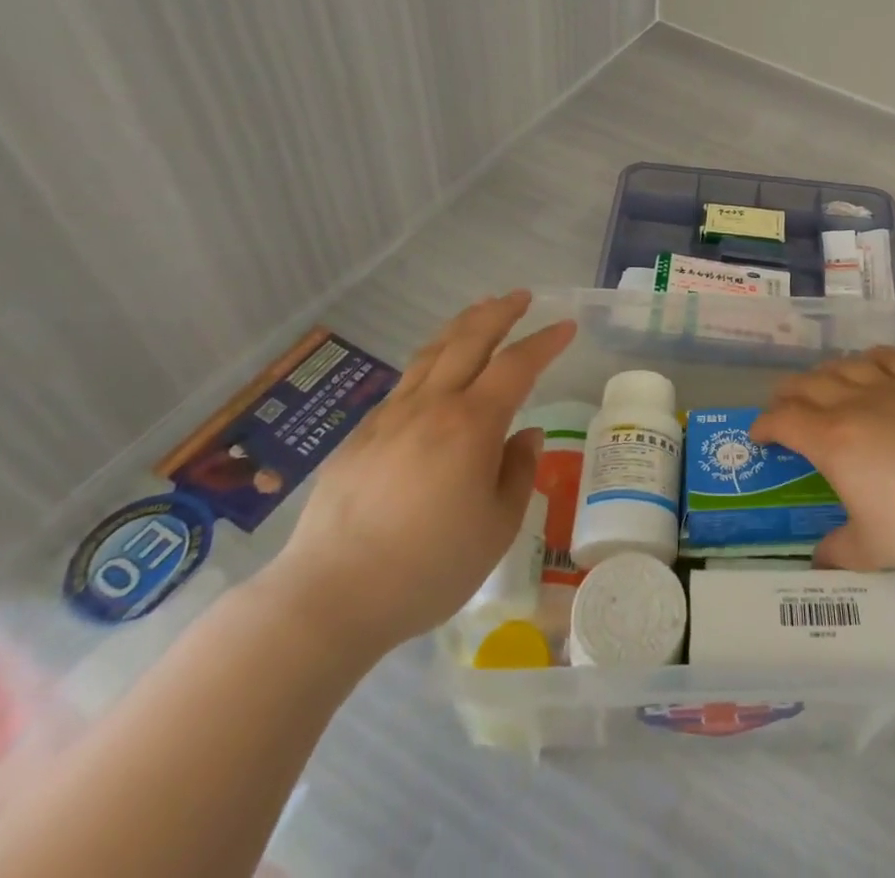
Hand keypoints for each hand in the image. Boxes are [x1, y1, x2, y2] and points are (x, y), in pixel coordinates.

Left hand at [254, 292, 575, 660]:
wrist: (329, 597)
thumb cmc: (427, 567)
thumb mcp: (496, 528)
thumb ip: (517, 472)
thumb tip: (525, 435)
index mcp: (471, 424)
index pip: (517, 365)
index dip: (545, 342)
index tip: (566, 326)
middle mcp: (431, 406)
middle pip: (469, 340)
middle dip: (499, 313)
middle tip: (521, 297)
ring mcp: (390, 417)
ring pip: (431, 353)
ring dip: (461, 325)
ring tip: (480, 311)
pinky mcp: (360, 436)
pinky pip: (404, 382)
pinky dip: (430, 360)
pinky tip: (433, 370)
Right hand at [750, 346, 894, 573]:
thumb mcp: (872, 549)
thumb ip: (838, 551)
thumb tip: (819, 559)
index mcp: (832, 441)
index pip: (783, 420)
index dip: (764, 425)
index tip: (759, 435)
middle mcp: (853, 403)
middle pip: (807, 384)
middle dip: (786, 395)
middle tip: (783, 409)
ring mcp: (890, 386)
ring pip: (843, 365)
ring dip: (823, 374)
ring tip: (821, 386)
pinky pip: (886, 356)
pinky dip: (867, 358)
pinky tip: (868, 367)